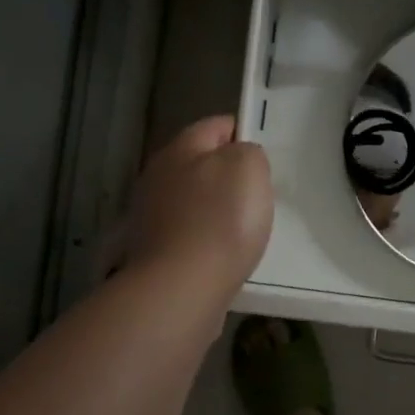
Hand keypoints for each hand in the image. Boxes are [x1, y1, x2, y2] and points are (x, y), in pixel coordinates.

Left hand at [126, 116, 273, 289]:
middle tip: (258, 193)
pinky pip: (188, 234)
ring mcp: (151, 216)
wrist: (182, 288)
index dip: (242, 133)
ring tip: (244, 227)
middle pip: (199, 164)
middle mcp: (158, 177)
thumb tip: (239, 158)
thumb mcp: (249, 168)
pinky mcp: (153, 251)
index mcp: (180, 149)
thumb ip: (249, 152)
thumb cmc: (221, 221)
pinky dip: (206, 239)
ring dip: (215, 209)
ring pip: (192, 200)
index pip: (215, 126)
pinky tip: (223, 254)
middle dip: (227, 174)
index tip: (264, 155)